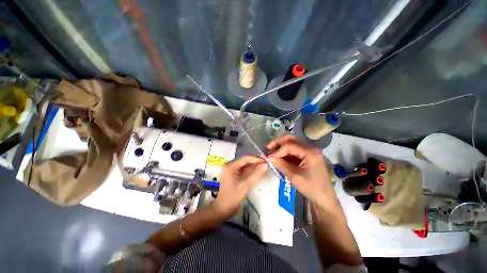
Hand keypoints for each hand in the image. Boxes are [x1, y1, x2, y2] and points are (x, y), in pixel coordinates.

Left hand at [213, 156, 267, 217]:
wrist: (223, 210)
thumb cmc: (233, 197)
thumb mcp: (246, 185)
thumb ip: (256, 174)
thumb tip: (266, 165)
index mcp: (231, 166)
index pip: (246, 159)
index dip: (256, 159)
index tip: (266, 161)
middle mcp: (231, 166)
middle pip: (246, 162)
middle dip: (256, 164)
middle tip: (267, 166)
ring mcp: (232, 171)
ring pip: (246, 167)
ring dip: (255, 169)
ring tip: (266, 171)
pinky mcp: (234, 176)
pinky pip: (244, 172)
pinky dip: (252, 173)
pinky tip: (260, 175)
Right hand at [268, 135, 334, 205]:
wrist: (324, 198)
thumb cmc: (310, 188)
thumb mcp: (294, 176)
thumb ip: (281, 165)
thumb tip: (268, 157)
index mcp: (310, 152)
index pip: (289, 146)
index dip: (278, 151)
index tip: (269, 157)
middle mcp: (310, 148)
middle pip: (291, 139)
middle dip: (279, 142)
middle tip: (269, 147)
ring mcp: (309, 151)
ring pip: (292, 143)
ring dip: (281, 146)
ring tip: (272, 151)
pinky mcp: (307, 156)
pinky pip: (294, 150)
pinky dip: (285, 152)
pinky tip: (279, 156)